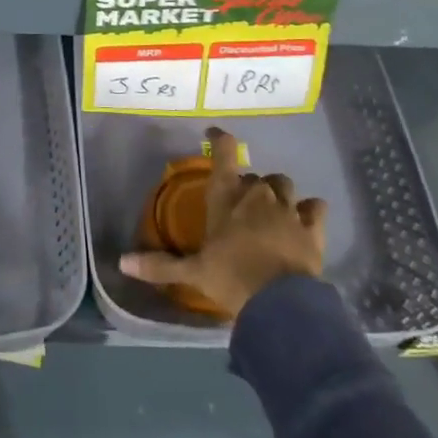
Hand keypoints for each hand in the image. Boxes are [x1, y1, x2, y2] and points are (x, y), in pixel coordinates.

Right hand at [119, 127, 326, 319]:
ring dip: (277, 192)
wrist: (280, 303)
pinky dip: (310, 210)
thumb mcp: (192, 273)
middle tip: (240, 204)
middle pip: (253, 177)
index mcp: (226, 198)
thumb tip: (122, 263)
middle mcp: (257, 196)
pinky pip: (315, 207)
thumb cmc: (231, 279)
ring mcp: (288, 209)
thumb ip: (159, 265)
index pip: (224, 154)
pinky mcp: (312, 227)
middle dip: (247, 185)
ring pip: (284, 184)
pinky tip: (306, 218)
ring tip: (272, 208)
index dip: (220, 140)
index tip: (214, 134)